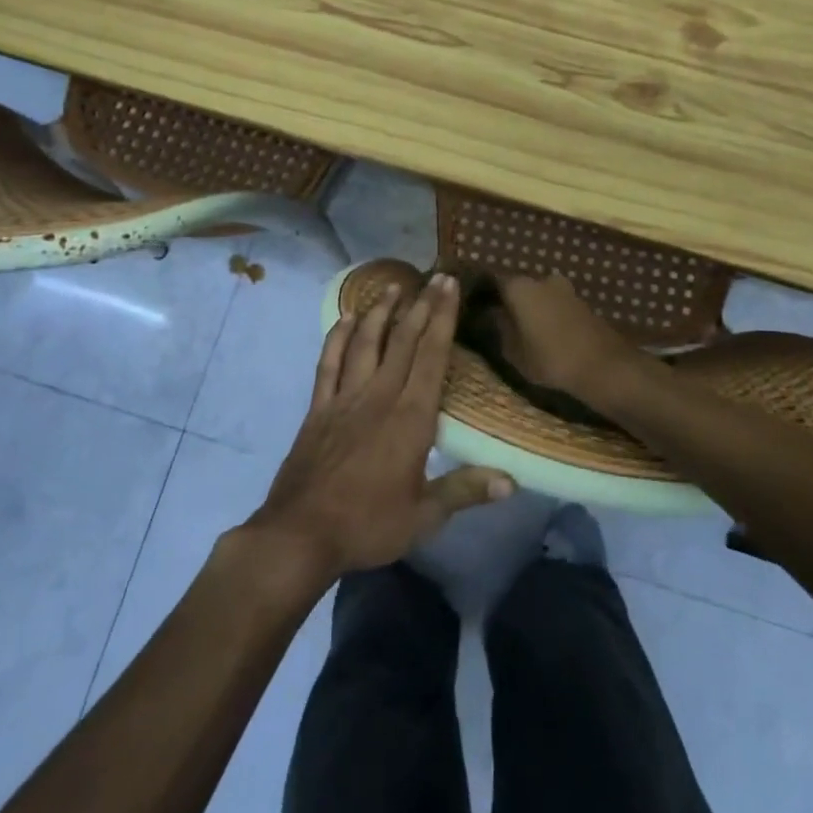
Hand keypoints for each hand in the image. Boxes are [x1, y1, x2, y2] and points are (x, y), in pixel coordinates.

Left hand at [248, 274, 513, 580]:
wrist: (300, 535)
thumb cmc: (368, 525)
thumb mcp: (424, 517)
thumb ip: (465, 491)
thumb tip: (512, 481)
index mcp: (411, 418)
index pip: (433, 357)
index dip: (443, 318)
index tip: (450, 286)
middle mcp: (379, 397)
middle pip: (404, 340)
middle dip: (421, 305)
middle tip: (435, 277)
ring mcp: (344, 399)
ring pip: (365, 343)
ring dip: (380, 312)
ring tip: (393, 287)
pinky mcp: (318, 408)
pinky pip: (328, 362)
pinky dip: (337, 337)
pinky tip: (344, 319)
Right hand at [495, 272, 645, 403]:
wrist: (604, 366)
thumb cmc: (551, 359)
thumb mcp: (514, 351)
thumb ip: (499, 328)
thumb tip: (491, 314)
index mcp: (520, 286)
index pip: (492, 279)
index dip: (482, 292)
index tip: (473, 304)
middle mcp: (542, 279)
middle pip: (518, 286)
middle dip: (508, 299)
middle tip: (497, 318)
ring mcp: (565, 288)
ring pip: (539, 294)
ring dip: (530, 307)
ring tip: (520, 328)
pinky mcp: (582, 302)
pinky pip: (555, 303)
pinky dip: (547, 313)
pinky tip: (543, 331)